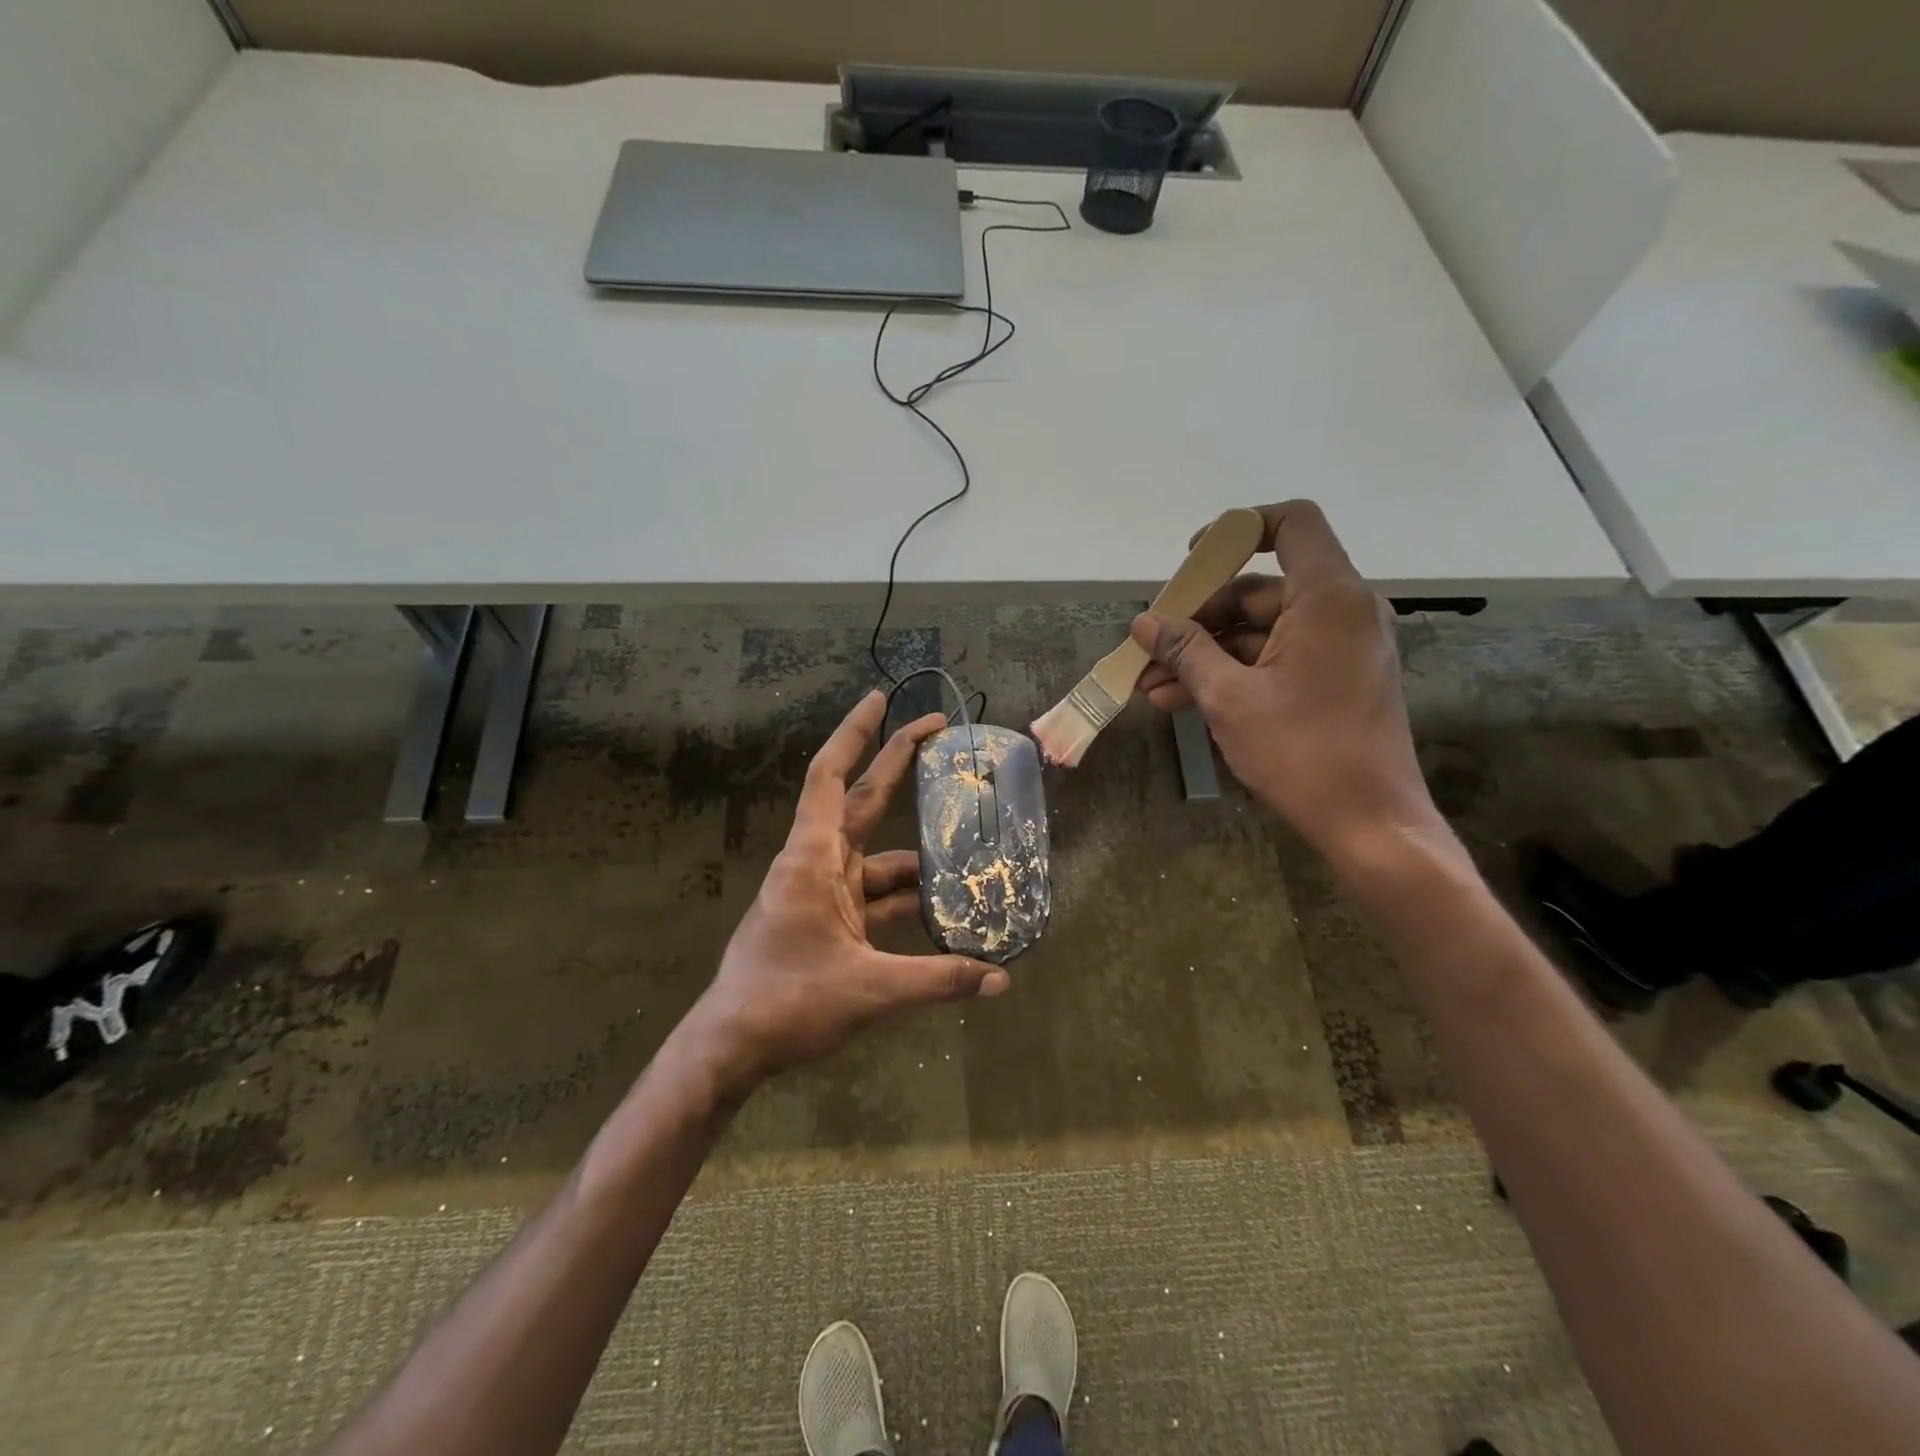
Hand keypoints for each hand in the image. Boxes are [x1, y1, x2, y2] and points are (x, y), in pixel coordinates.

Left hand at [685, 690, 1006, 1089]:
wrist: (731, 1048)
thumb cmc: (787, 1003)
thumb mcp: (870, 990)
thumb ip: (938, 980)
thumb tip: (1001, 981)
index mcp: (813, 859)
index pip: (831, 778)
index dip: (855, 734)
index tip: (879, 698)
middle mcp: (817, 864)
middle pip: (862, 801)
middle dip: (896, 764)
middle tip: (936, 732)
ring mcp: (822, 894)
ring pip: (878, 859)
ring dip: (918, 861)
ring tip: (970, 859)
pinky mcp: (828, 922)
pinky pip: (875, 898)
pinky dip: (906, 901)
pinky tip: (944, 914)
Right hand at [1133, 501, 1439, 858]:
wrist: (1370, 823)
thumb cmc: (1302, 752)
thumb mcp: (1229, 698)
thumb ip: (1185, 651)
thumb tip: (1144, 623)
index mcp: (1328, 598)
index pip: (1292, 524)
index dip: (1238, 529)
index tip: (1191, 560)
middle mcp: (1341, 611)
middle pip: (1259, 588)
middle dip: (1198, 618)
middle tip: (1150, 648)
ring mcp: (1340, 647)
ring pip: (1259, 631)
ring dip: (1204, 655)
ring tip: (1150, 685)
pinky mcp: (1334, 679)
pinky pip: (1275, 659)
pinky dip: (1231, 673)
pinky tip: (1181, 701)